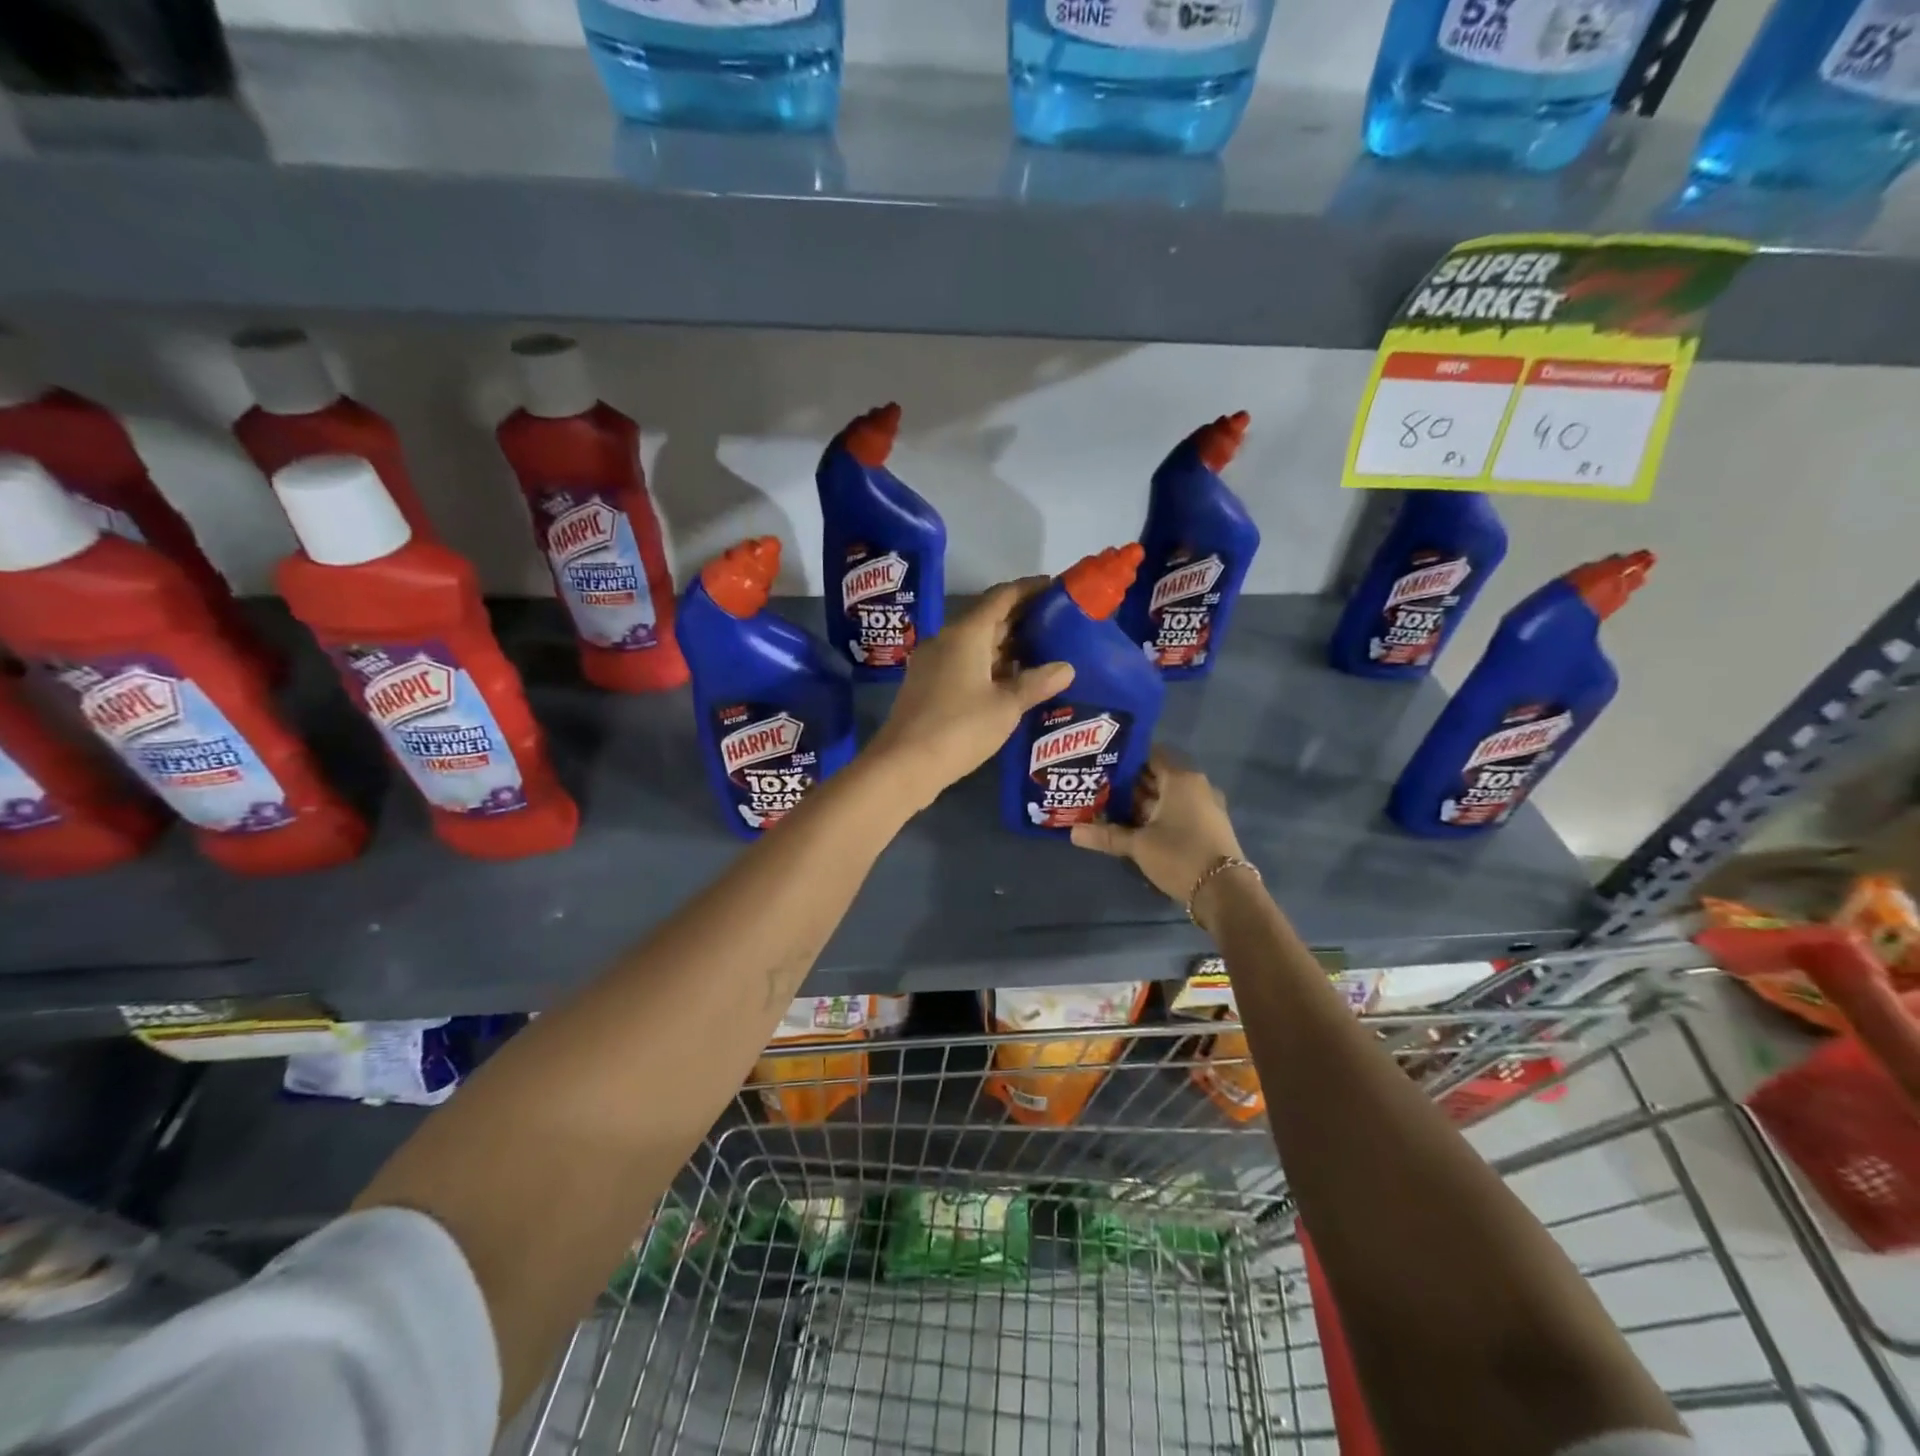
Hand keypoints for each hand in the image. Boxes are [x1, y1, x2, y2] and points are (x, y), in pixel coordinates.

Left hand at [868, 578, 1073, 810]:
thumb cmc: (959, 728)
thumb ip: (1036, 683)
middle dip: (1021, 619)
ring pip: (975, 644)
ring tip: (1042, 652)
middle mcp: (947, 640)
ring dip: (1006, 645)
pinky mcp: (927, 685)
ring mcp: (933, 663)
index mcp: (966, 633)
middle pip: (988, 618)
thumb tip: (1066, 667)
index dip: (1029, 589)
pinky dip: (989, 665)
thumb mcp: (1006, 707)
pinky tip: (1011, 681)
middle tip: (1057, 624)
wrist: (903, 765)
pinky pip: (964, 663)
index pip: (1002, 596)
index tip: (1055, 587)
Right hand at [1070, 748, 1246, 909]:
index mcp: (1181, 779)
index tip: (1101, 762)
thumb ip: (1106, 835)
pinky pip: (1176, 810)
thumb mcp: (1138, 845)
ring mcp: (1204, 806)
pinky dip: (1156, 814)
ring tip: (1109, 807)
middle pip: (1157, 775)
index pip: (1151, 754)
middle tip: (1098, 786)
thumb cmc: (1180, 855)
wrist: (1225, 891)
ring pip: (1166, 796)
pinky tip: (1133, 826)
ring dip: (1141, 802)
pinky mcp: (1206, 826)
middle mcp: (1195, 786)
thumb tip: (1072, 832)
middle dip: (1128, 782)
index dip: (1126, 757)